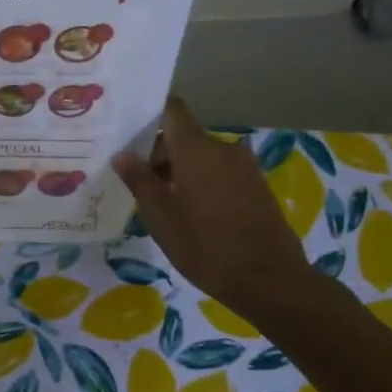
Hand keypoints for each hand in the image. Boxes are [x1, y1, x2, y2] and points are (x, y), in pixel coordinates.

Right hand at [113, 97, 317, 320]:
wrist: (270, 281)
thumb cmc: (205, 246)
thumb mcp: (160, 216)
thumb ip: (139, 180)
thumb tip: (121, 154)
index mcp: (196, 149)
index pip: (171, 110)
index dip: (149, 116)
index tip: (128, 135)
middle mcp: (223, 148)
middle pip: (184, 137)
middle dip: (158, 155)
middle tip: (135, 183)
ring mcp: (244, 168)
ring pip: (202, 157)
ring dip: (179, 172)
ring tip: (160, 203)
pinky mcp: (257, 187)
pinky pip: (220, 173)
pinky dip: (200, 183)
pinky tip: (189, 213)